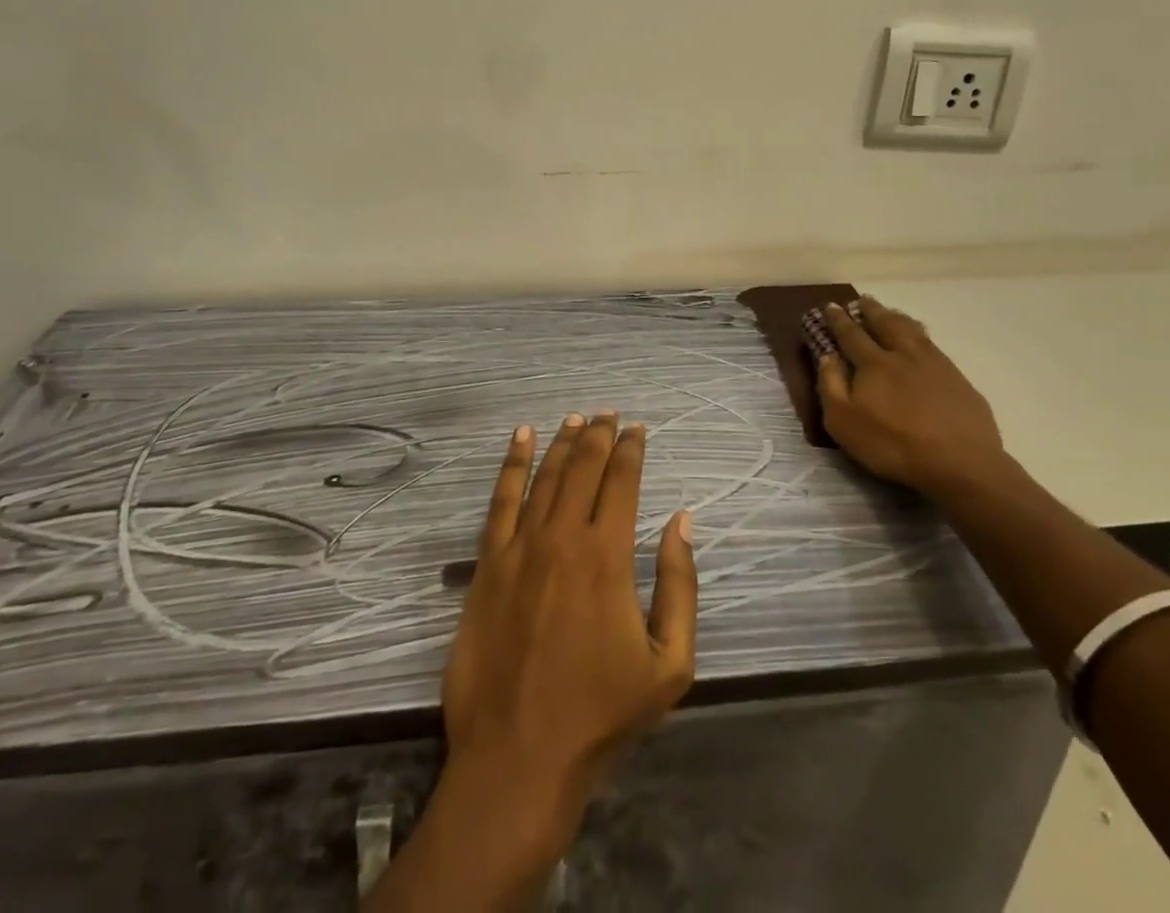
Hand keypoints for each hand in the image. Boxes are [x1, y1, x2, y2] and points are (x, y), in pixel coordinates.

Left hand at [442, 411, 697, 849]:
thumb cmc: (601, 714)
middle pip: (583, 467)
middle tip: (609, 413)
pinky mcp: (488, 564)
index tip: (638, 429)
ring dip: (561, 442)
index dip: (631, 449)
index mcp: (608, 555)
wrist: (519, 757)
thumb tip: (681, 521)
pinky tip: (521, 437)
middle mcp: (564, 537)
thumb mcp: (670, 664)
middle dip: (598, 434)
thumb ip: (680, 585)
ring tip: (574, 419)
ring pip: (545, 476)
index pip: (622, 481)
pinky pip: (500, 500)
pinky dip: (512, 464)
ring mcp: (520, 547)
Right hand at [812, 297, 1006, 494]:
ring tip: (890, 311)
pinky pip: (934, 346)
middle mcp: (903, 355)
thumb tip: (827, 356)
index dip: (839, 320)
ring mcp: (935, 365)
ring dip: (897, 318)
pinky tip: (923, 339)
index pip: (851, 335)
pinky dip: (922, 335)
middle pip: (885, 324)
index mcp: (874, 364)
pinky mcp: (958, 379)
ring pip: (912, 331)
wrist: (959, 463)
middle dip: (871, 311)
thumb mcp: (844, 423)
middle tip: (863, 299)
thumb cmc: (893, 445)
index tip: (831, 306)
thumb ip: (831, 386)